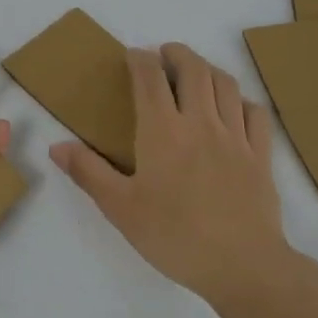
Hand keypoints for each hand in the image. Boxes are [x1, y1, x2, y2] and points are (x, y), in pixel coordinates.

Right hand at [50, 42, 286, 304]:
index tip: (132, 55)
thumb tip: (57, 146)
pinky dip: (242, 100)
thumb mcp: (120, 208)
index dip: (140, 59)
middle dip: (177, 53)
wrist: (242, 265)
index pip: (150, 78)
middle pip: (194, 69)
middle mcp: (201, 122)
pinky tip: (234, 108)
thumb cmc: (173, 236)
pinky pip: (256, 113)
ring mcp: (236, 136)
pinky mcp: (261, 155)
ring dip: (208, 69)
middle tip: (164, 55)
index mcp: (162, 131)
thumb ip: (88, 172)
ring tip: (196, 73)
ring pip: (226, 84)